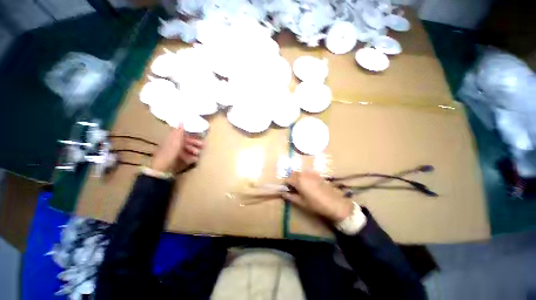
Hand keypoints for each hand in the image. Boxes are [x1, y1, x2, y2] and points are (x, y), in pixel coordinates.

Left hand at [150, 127, 203, 172]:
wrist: (162, 168)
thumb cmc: (169, 153)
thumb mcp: (175, 141)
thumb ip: (179, 132)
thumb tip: (181, 120)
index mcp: (173, 139)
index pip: (184, 135)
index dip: (192, 135)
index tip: (200, 136)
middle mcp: (174, 144)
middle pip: (187, 142)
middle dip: (195, 144)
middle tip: (203, 146)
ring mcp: (176, 153)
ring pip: (187, 150)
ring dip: (194, 151)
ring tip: (200, 154)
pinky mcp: (177, 160)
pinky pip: (186, 157)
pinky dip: (191, 157)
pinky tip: (195, 159)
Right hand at [283, 171, 352, 221]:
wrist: (335, 203)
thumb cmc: (316, 204)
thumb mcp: (301, 202)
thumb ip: (290, 197)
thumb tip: (283, 194)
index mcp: (298, 181)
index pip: (287, 179)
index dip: (285, 185)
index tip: (287, 190)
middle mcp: (303, 174)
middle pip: (293, 174)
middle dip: (291, 179)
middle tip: (294, 189)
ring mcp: (311, 173)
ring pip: (300, 173)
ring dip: (297, 177)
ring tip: (301, 187)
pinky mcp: (317, 174)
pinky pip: (307, 173)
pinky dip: (304, 176)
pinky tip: (309, 185)